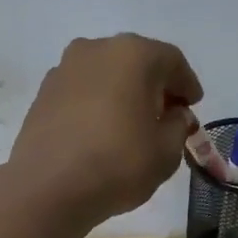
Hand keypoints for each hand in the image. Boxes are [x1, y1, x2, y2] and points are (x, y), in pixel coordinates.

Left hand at [5, 34, 202, 227]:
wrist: (47, 188)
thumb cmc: (117, 164)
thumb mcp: (166, 151)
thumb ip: (178, 126)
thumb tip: (174, 114)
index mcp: (133, 54)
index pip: (172, 61)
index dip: (187, 84)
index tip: (193, 105)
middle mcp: (96, 49)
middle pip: (136, 61)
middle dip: (155, 85)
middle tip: (166, 113)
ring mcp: (64, 68)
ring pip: (106, 74)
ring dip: (123, 92)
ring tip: (132, 123)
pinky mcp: (43, 92)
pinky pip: (82, 90)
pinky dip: (97, 102)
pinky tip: (101, 130)